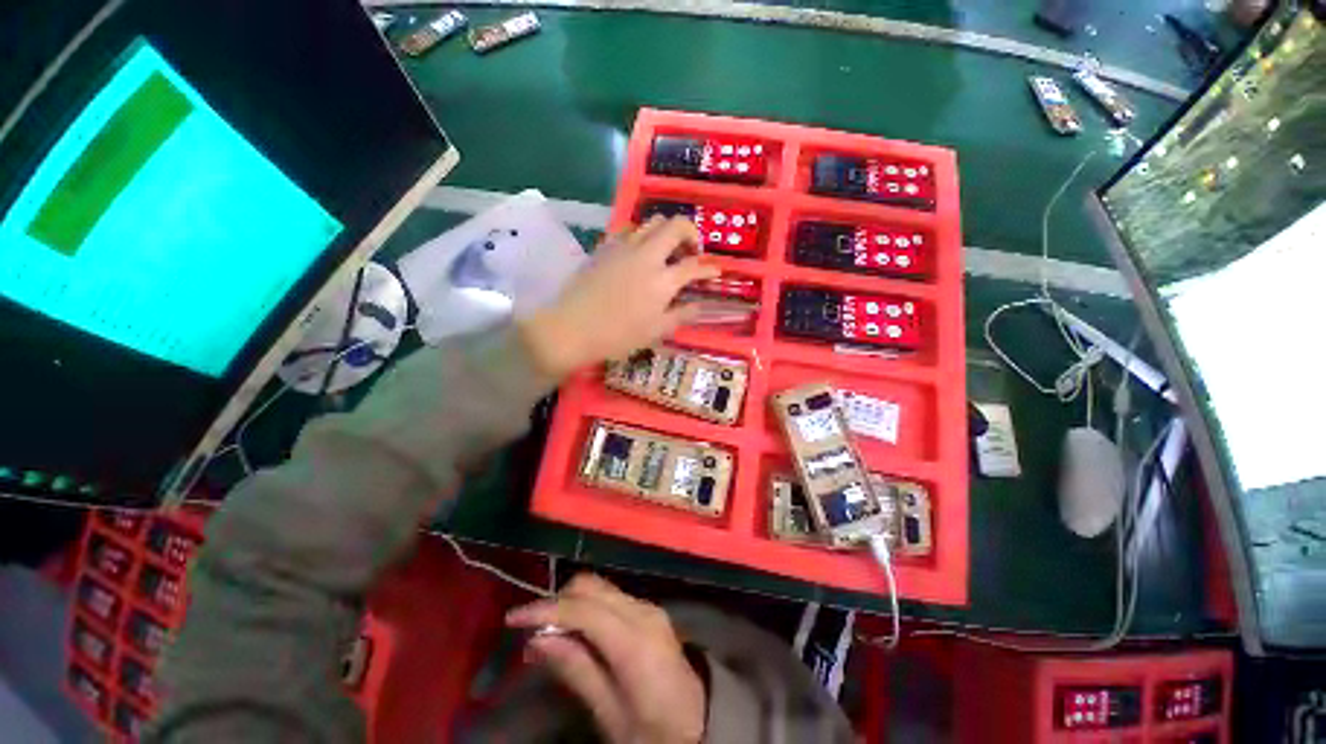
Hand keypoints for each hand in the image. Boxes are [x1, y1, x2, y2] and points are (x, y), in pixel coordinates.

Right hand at [506, 574, 705, 743]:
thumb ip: (577, 671)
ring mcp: (649, 607)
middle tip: (531, 632)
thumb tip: (538, 639)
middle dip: (557, 602)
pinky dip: (587, 608)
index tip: (513, 619)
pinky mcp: (649, 611)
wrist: (701, 724)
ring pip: (600, 588)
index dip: (546, 609)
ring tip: (549, 635)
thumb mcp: (611, 715)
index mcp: (636, 641)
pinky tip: (576, 633)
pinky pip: (610, 598)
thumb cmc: (655, 732)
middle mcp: (643, 611)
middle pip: (591, 587)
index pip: (584, 609)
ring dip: (571, 603)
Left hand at [519, 216, 718, 377]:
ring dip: (665, 231)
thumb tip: (700, 306)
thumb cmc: (617, 336)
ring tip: (666, 249)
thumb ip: (681, 315)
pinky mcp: (605, 247)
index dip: (709, 268)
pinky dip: (641, 235)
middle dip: (691, 233)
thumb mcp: (655, 331)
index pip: (694, 266)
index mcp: (663, 280)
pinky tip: (638, 251)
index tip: (716, 271)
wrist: (573, 328)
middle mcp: (647, 256)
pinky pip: (628, 230)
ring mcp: (624, 247)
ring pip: (651, 222)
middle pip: (676, 226)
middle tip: (691, 251)